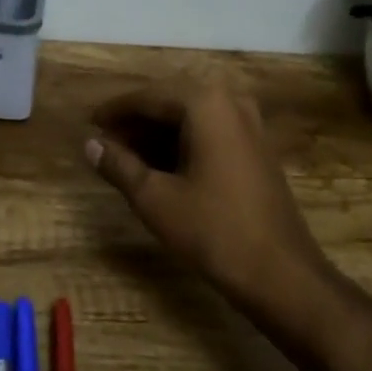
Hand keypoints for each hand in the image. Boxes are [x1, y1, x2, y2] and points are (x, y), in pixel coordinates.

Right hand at [86, 81, 333, 322]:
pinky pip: (209, 130)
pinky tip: (160, 166)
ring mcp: (248, 122)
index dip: (115, 111)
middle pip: (170, 101)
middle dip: (135, 121)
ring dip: (157, 132)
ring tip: (125, 156)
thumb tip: (90, 144)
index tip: (89, 123)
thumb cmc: (214, 231)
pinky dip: (182, 142)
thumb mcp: (155, 198)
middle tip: (104, 141)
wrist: (283, 274)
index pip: (148, 96)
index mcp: (204, 102)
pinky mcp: (256, 146)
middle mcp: (229, 100)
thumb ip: (119, 165)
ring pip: (190, 117)